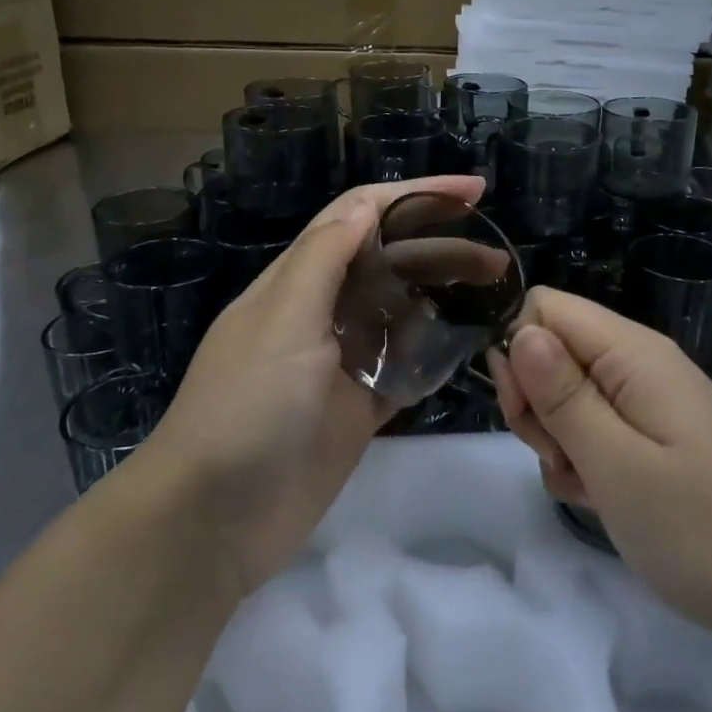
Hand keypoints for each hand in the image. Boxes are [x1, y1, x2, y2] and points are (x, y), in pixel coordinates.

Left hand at [144, 174, 484, 599]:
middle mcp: (321, 313)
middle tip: (498, 259)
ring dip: (442, 299)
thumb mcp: (282, 320)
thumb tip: (365, 204)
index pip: (360, 216)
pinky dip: (433, 356)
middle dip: (440, 249)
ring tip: (494, 296)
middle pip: (389, 263)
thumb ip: (323, 259)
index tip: (473, 192)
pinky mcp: (356, 410)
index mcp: (298, 281)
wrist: (213, 519)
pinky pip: (404, 371)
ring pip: (400, 315)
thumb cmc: (245, 407)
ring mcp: (341, 364)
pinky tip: (470, 347)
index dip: (415, 195)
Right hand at [489, 288, 711, 637]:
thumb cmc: (701, 529)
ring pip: (565, 395)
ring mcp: (646, 403)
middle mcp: (637, 365)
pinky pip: (592, 430)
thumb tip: (519, 331)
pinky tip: (599, 499)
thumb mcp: (617, 465)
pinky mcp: (651, 439)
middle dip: (535, 402)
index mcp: (633, 353)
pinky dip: (581, 462)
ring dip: (556, 439)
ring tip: (586, 486)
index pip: (546, 308)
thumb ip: (563, 395)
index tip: (526, 412)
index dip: (520, 352)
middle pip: (551, 351)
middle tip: (559, 458)